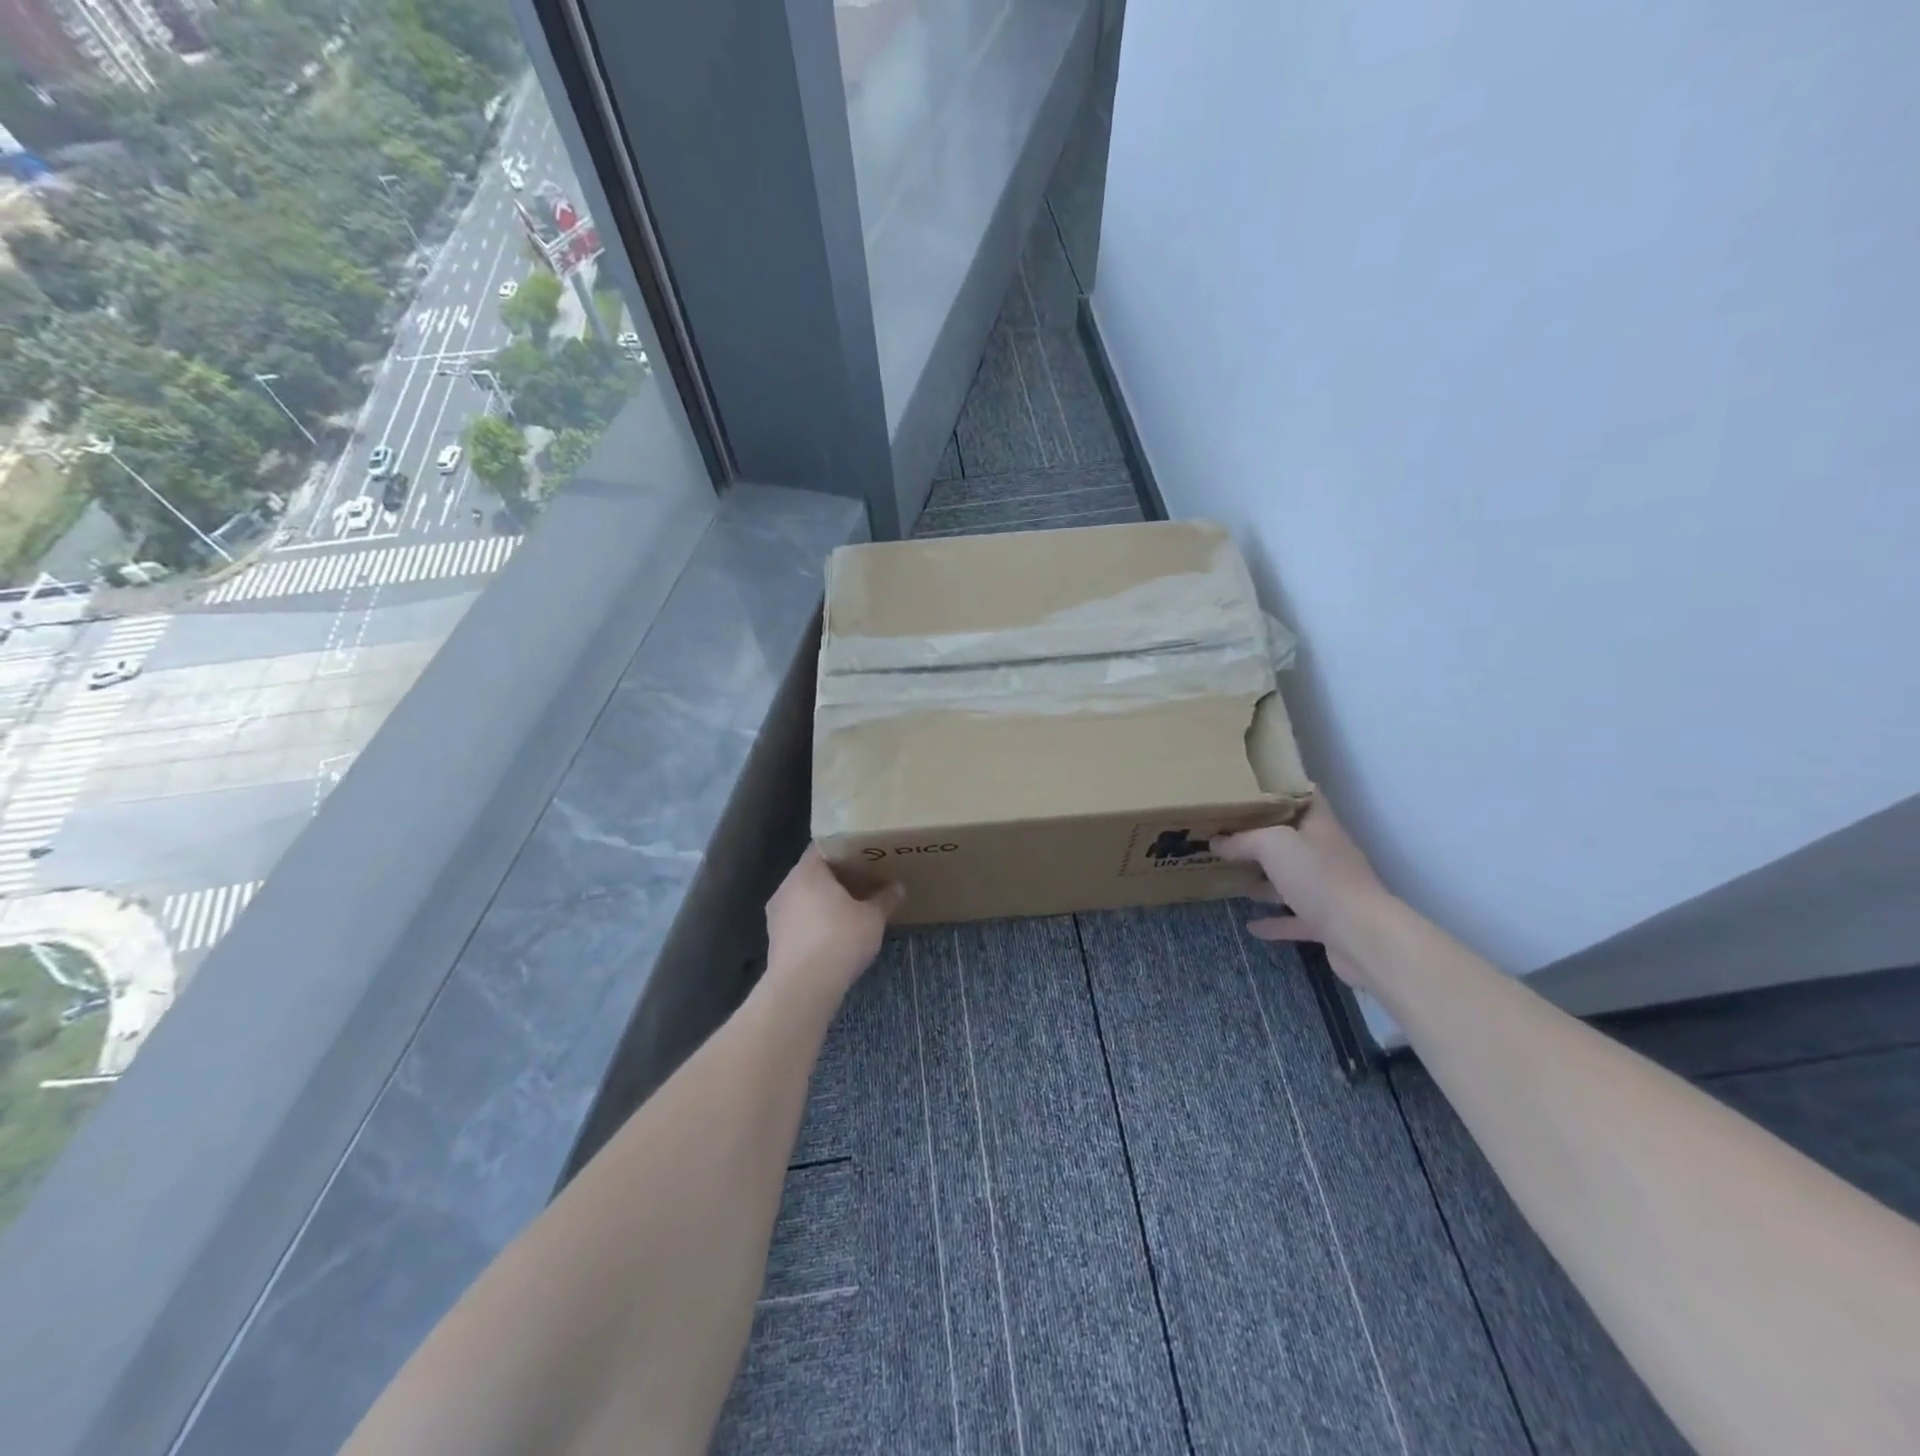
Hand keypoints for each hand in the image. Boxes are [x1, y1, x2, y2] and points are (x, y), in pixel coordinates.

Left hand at [764, 848, 905, 1002]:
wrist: (802, 988)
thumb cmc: (839, 940)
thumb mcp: (872, 919)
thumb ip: (885, 900)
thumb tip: (898, 888)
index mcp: (808, 871)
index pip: (824, 847)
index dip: (845, 849)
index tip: (864, 855)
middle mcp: (786, 886)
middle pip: (813, 873)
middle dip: (837, 878)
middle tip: (863, 881)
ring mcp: (776, 914)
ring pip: (804, 898)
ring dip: (824, 902)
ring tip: (850, 910)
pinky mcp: (775, 940)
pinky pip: (798, 920)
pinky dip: (814, 923)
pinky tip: (833, 936)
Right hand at [1213, 799, 1389, 989]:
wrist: (1362, 936)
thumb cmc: (1318, 877)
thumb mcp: (1273, 845)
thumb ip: (1243, 840)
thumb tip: (1216, 841)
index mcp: (1320, 827)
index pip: (1306, 796)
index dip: (1281, 790)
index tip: (1249, 790)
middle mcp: (1327, 854)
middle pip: (1293, 840)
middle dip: (1262, 838)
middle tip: (1227, 835)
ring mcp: (1329, 890)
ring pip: (1292, 879)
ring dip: (1266, 880)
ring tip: (1233, 877)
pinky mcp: (1327, 924)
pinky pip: (1295, 918)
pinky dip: (1274, 921)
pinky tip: (1252, 926)